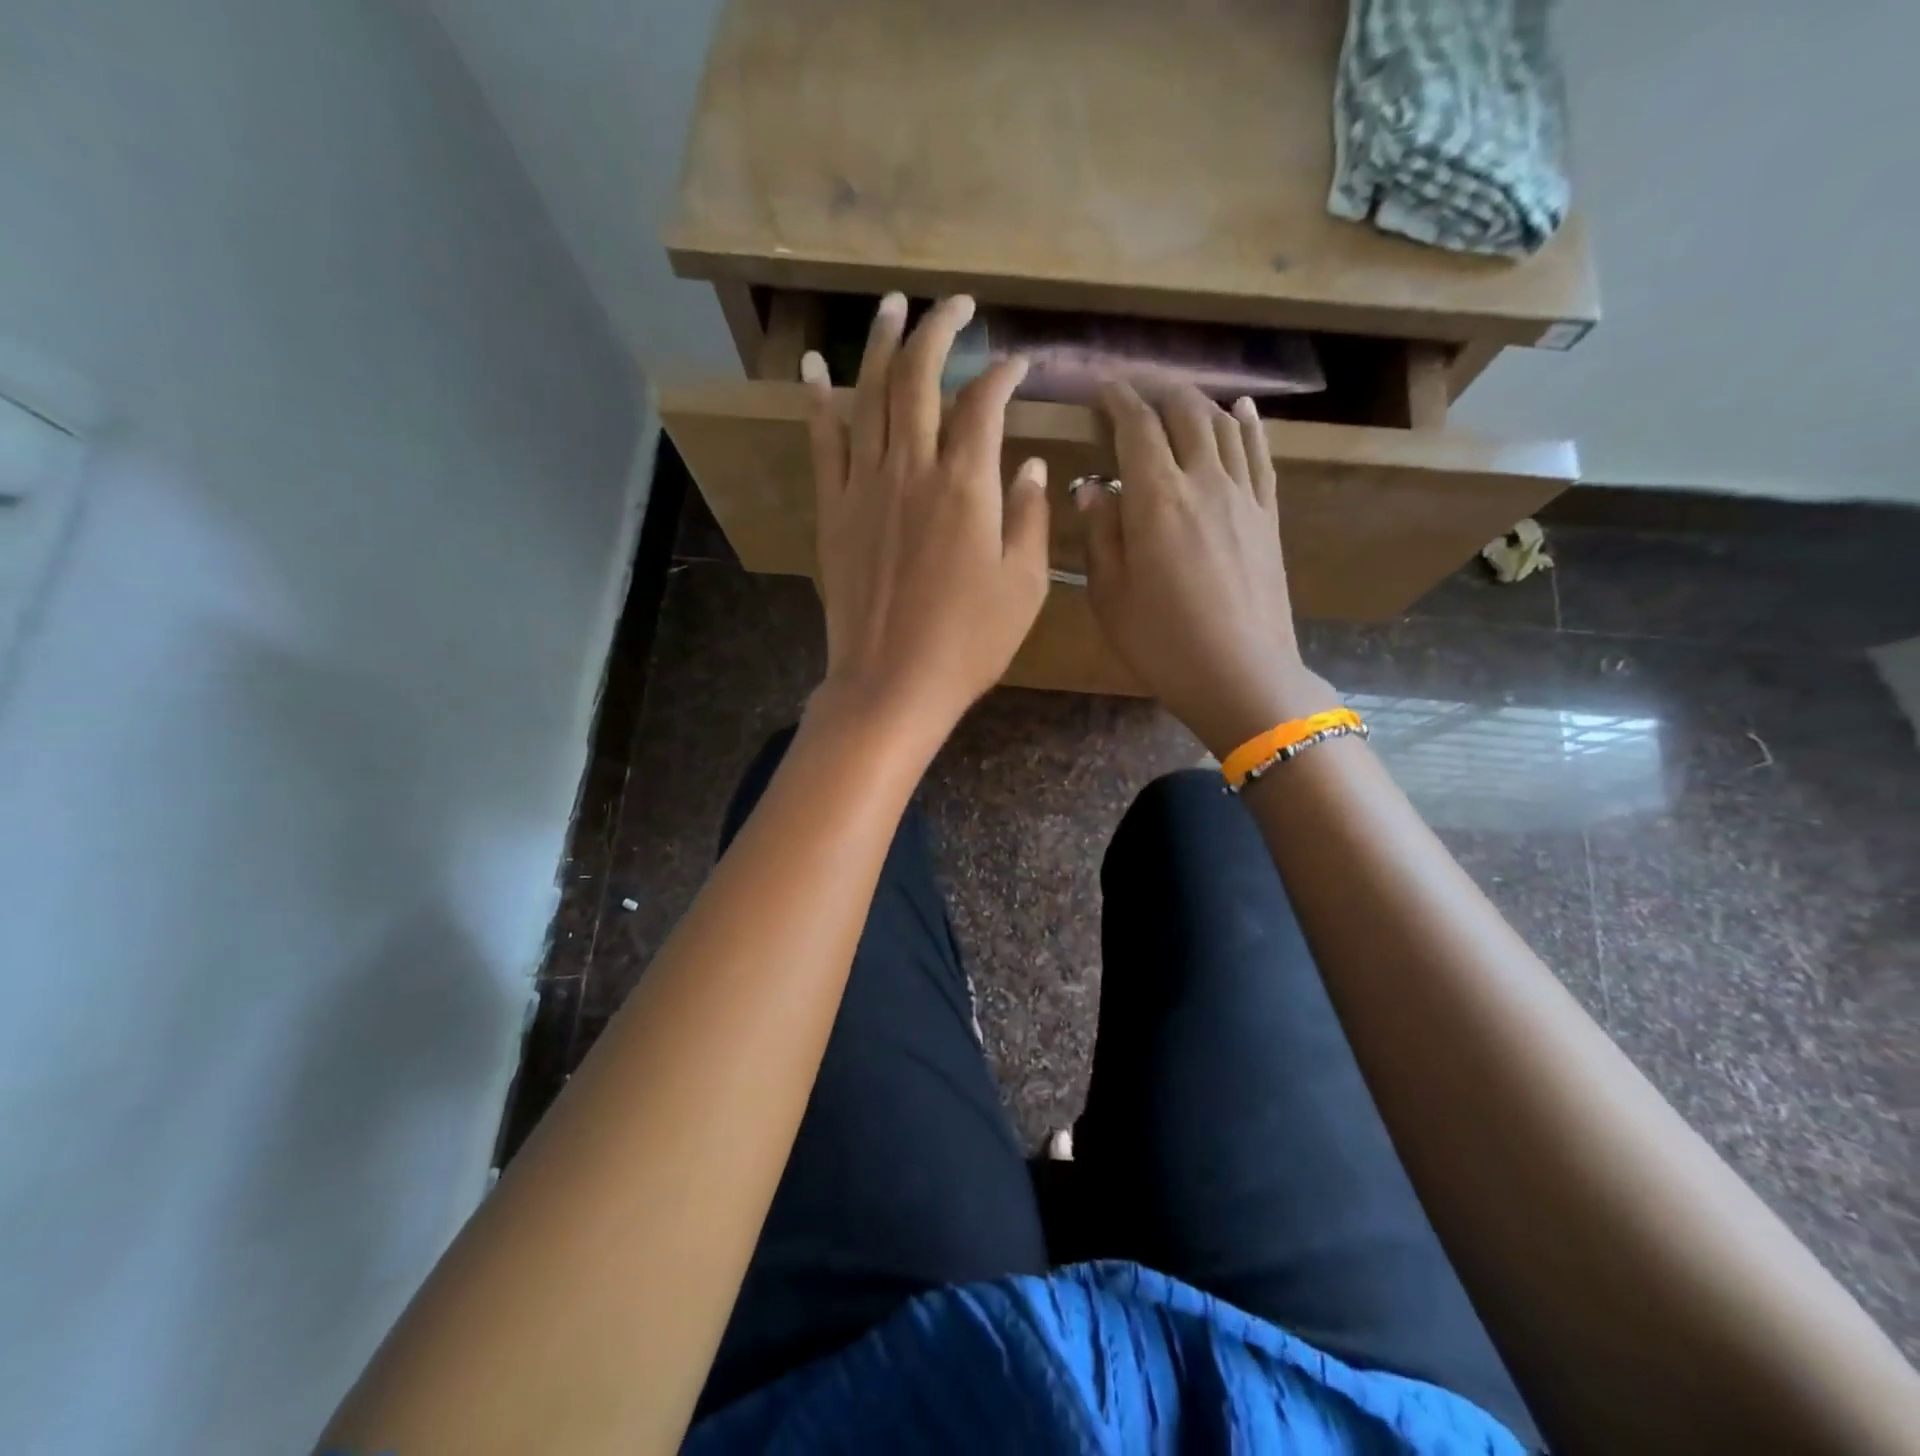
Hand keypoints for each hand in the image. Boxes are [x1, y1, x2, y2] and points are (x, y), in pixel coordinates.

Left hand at [801, 293, 1049, 741]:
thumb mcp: (1024, 586)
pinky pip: (823, 443)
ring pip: (868, 396)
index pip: (984, 405)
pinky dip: (818, 400)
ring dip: (880, 345)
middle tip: (953, 303)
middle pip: (919, 379)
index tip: (1017, 363)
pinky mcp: (833, 512)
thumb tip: (1031, 466)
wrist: (892, 683)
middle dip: (938, 330)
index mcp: (966, 487)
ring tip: (891, 305)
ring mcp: (864, 488)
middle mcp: (911, 470)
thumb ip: (1030, 518)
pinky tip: (815, 366)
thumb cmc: (969, 643)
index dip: (1003, 374)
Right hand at [1079, 383, 1335, 757]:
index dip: (1116, 398)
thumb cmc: (1162, 642)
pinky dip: (1247, 425)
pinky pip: (1259, 454)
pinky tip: (1240, 411)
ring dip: (1196, 401)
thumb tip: (1092, 487)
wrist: (1241, 674)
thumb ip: (1100, 534)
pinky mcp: (1267, 515)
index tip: (1100, 388)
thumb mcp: (1109, 595)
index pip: (1137, 425)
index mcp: (1157, 498)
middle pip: (1184, 411)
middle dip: (1156, 389)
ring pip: (1223, 425)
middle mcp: (1204, 480)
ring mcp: (1243, 495)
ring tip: (1175, 397)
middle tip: (1133, 389)